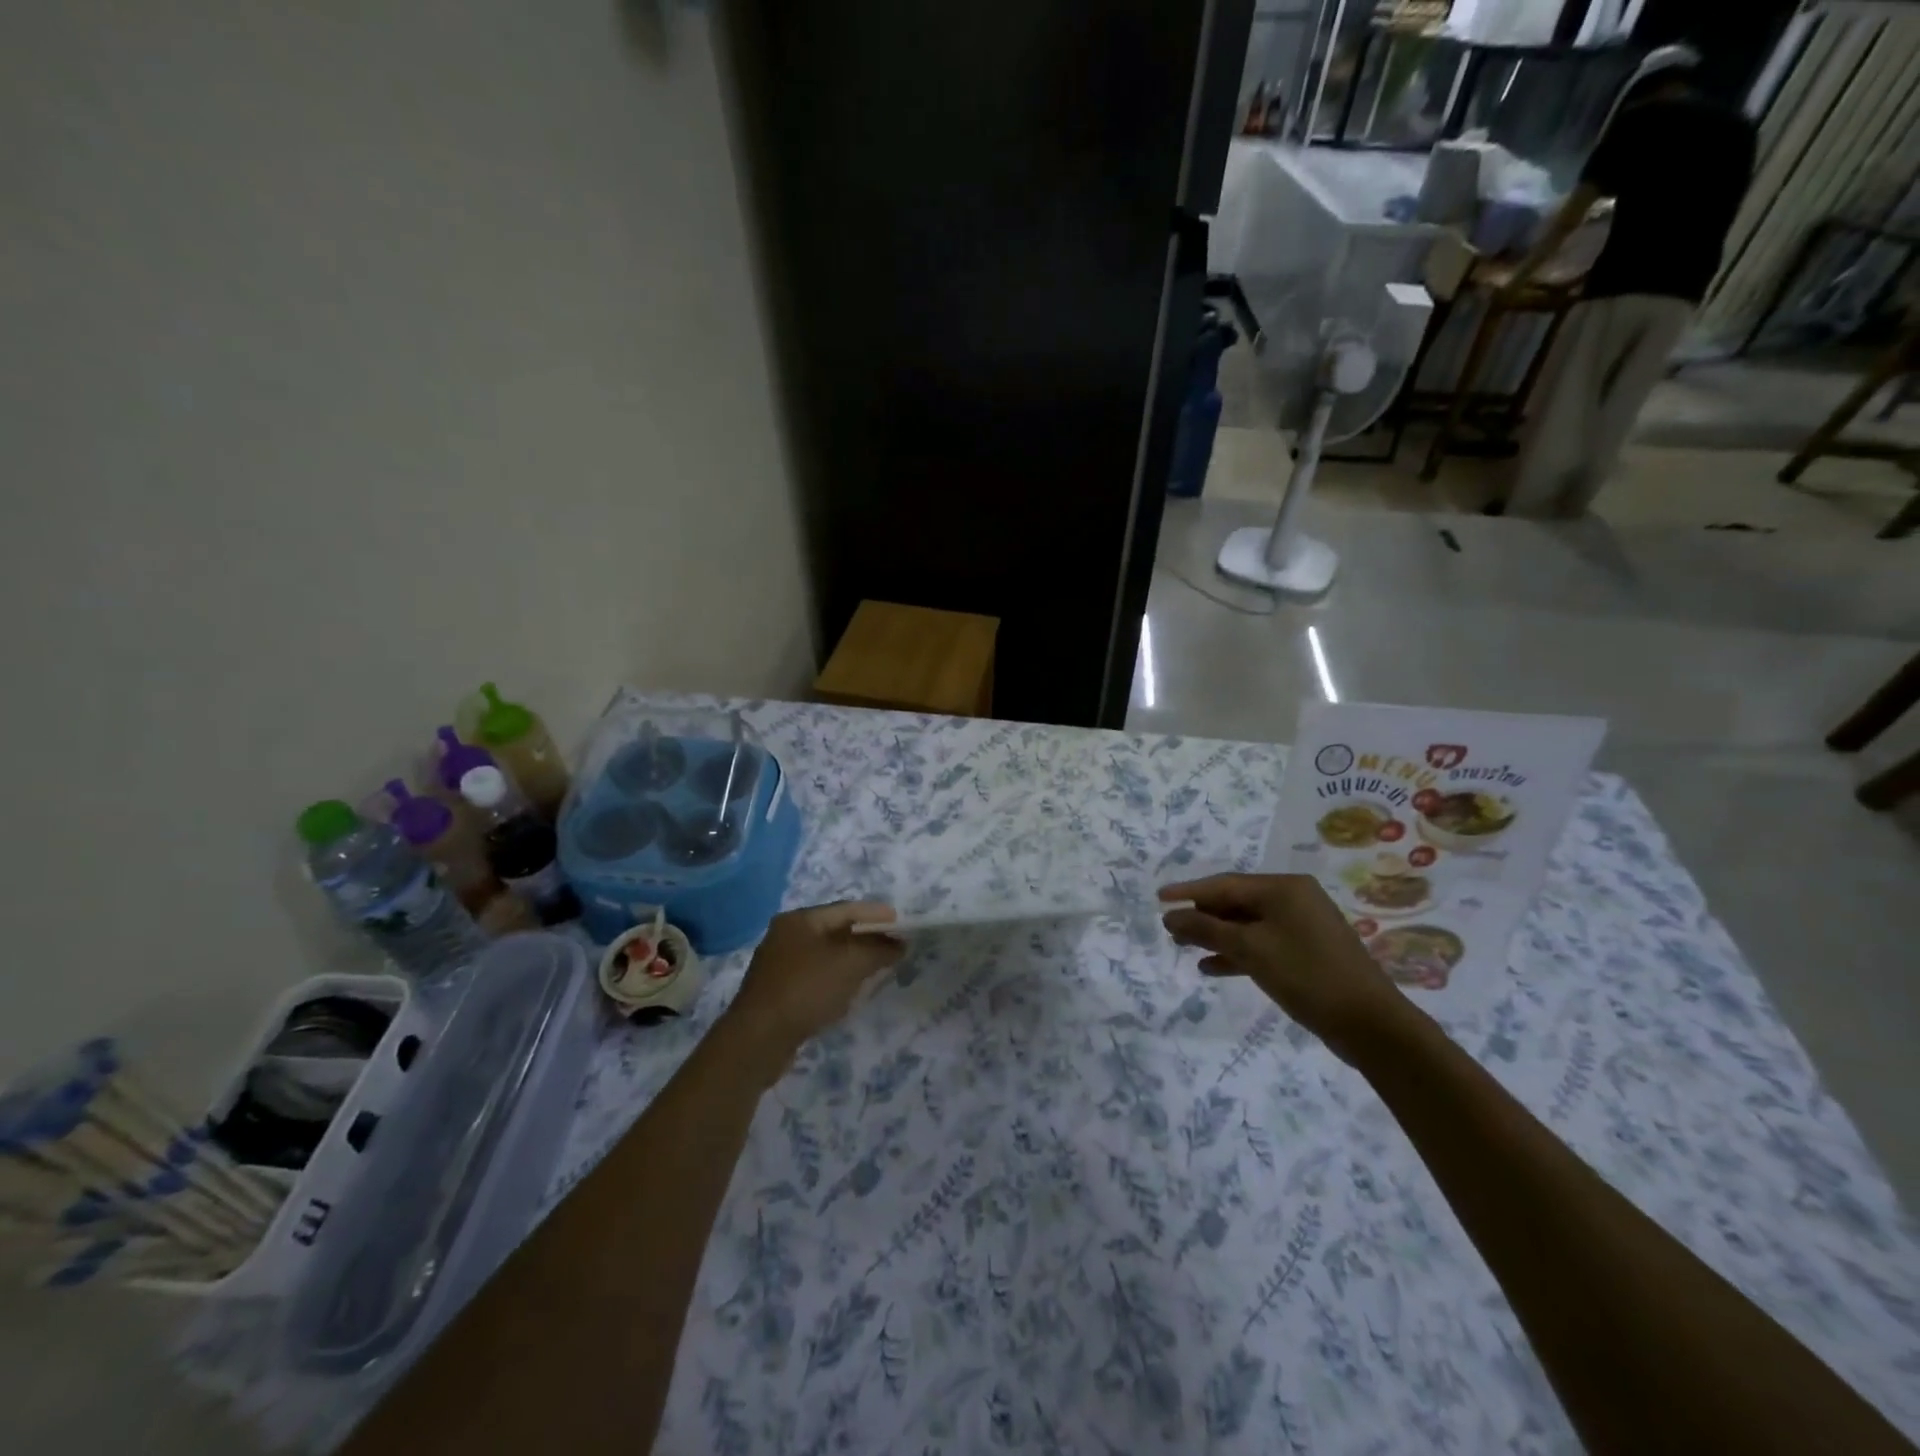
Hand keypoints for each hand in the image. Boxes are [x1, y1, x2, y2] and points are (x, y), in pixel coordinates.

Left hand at [722, 902, 904, 1073]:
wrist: (758, 1039)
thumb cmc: (806, 989)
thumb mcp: (849, 963)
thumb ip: (878, 949)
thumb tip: (899, 944)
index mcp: (799, 919)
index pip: (846, 909)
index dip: (876, 914)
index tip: (901, 923)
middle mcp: (786, 935)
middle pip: (835, 930)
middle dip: (866, 938)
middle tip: (893, 946)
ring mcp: (779, 964)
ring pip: (826, 955)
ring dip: (852, 960)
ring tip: (878, 968)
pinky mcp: (778, 991)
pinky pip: (816, 976)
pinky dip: (837, 978)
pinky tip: (850, 991)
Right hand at [1160, 874, 1416, 1062]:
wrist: (1370, 1024)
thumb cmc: (1306, 975)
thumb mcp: (1249, 949)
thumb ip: (1206, 929)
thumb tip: (1170, 917)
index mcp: (1283, 888)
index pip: (1224, 884)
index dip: (1188, 892)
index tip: (1158, 899)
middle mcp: (1294, 899)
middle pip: (1236, 902)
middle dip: (1202, 916)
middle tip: (1170, 930)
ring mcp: (1303, 926)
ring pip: (1248, 924)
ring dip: (1216, 936)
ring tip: (1185, 949)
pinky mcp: (1307, 952)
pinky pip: (1263, 943)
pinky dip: (1238, 953)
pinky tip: (1212, 967)